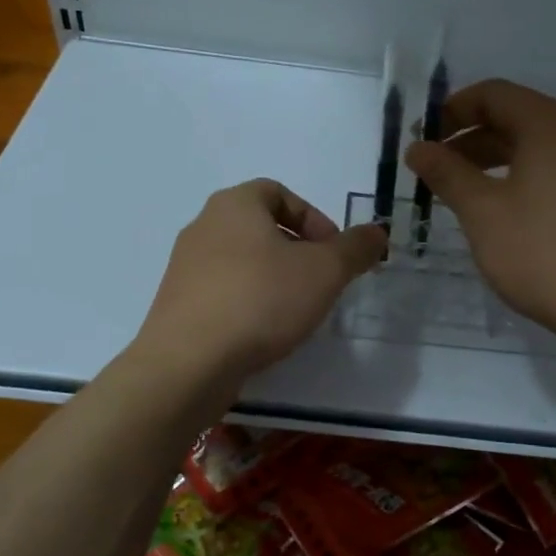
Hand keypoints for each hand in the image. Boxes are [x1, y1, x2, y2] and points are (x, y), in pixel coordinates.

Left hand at [135, 179, 386, 390]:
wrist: (189, 362)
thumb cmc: (261, 300)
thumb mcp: (325, 271)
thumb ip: (355, 248)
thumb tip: (377, 232)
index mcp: (234, 204)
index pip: (278, 192)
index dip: (313, 218)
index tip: (334, 252)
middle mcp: (203, 226)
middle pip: (260, 227)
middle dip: (297, 251)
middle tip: (321, 282)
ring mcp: (185, 267)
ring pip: (241, 261)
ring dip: (273, 278)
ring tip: (296, 311)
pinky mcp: (178, 304)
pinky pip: (223, 291)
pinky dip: (248, 302)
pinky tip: (264, 332)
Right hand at [405, 80, 555, 345]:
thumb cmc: (542, 253)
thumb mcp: (482, 212)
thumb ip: (447, 173)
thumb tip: (417, 148)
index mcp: (554, 123)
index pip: (494, 94)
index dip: (452, 110)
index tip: (423, 137)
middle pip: (519, 117)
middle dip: (472, 138)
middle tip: (437, 168)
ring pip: (542, 146)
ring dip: (498, 159)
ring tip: (466, 190)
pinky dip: (529, 175)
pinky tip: (510, 208)